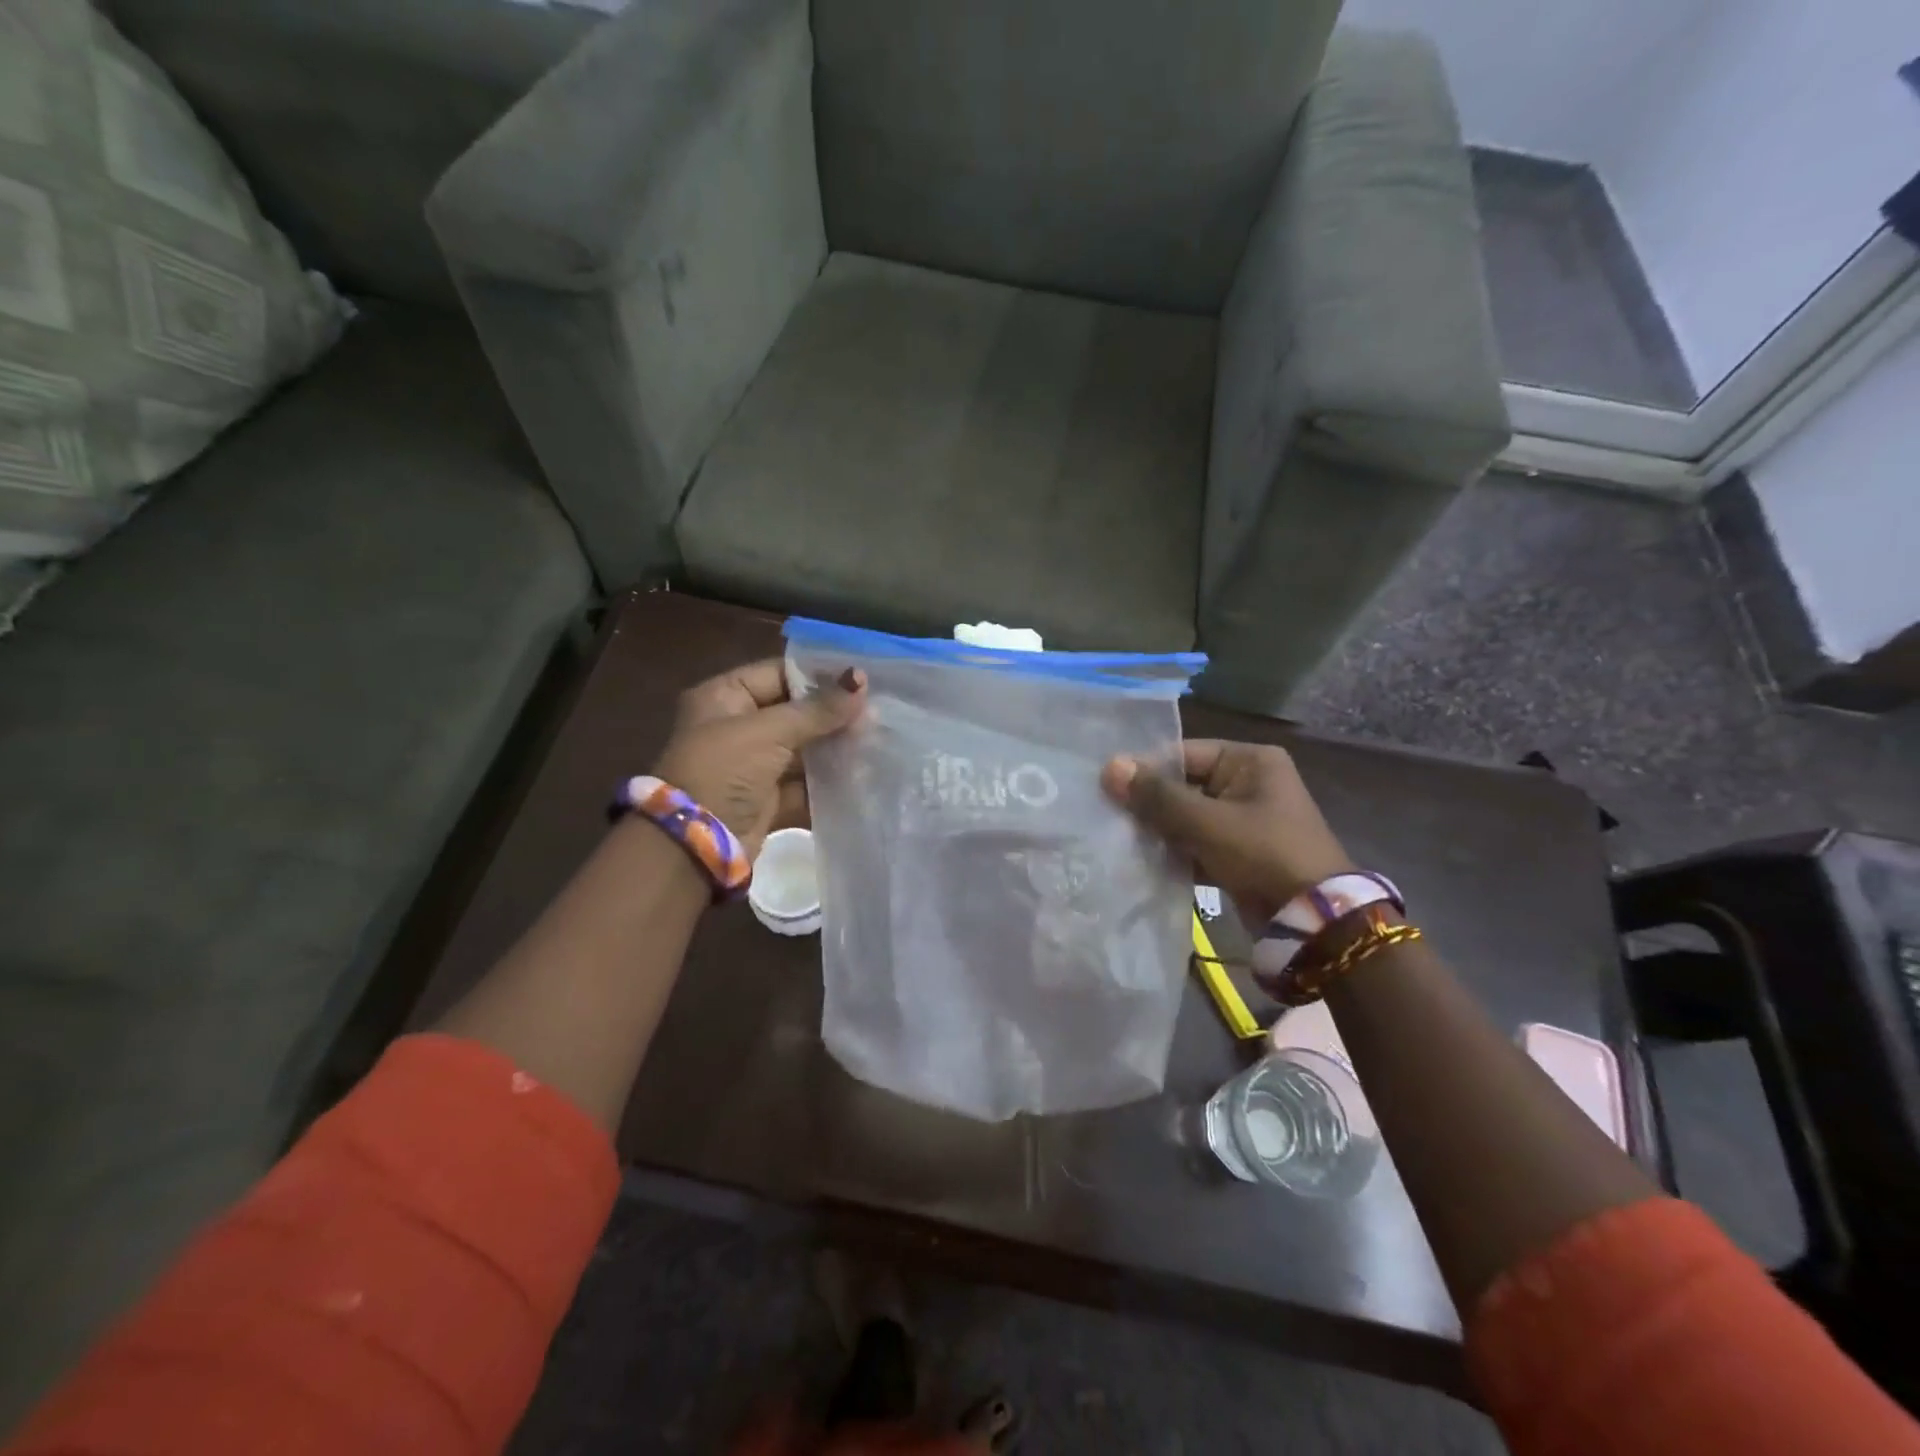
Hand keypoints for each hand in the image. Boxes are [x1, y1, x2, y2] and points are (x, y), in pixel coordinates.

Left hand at [651, 658, 865, 856]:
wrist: (696, 845)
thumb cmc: (724, 771)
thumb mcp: (768, 733)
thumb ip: (817, 710)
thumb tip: (861, 681)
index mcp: (724, 697)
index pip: (778, 674)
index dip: (818, 676)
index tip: (862, 679)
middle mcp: (737, 726)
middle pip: (794, 712)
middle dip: (833, 714)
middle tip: (877, 712)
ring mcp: (753, 765)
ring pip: (802, 748)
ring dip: (835, 747)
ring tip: (877, 739)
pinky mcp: (767, 798)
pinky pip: (804, 783)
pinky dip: (828, 781)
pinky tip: (863, 773)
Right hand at [1101, 740, 1352, 924]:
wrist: (1314, 921)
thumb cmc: (1263, 854)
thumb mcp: (1207, 822)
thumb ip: (1157, 796)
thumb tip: (1110, 767)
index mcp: (1250, 761)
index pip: (1184, 754)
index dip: (1145, 770)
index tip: (1106, 786)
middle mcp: (1248, 783)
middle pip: (1184, 785)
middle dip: (1149, 803)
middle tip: (1106, 814)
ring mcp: (1244, 820)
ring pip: (1187, 816)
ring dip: (1158, 830)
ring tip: (1117, 838)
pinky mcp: (1239, 852)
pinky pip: (1197, 842)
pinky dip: (1174, 851)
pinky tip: (1141, 860)